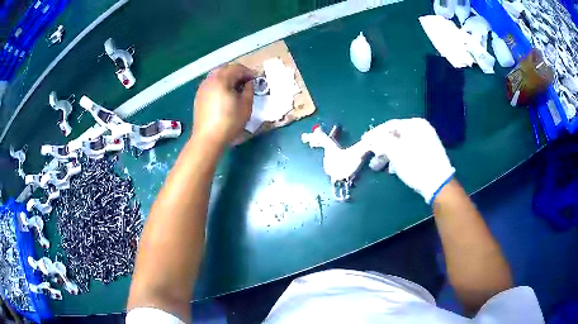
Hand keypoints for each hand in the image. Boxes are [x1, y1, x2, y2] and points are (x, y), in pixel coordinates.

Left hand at [192, 64, 255, 145]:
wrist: (208, 138)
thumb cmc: (229, 122)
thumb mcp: (246, 106)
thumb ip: (249, 90)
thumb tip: (248, 83)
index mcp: (221, 79)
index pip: (237, 68)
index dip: (248, 72)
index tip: (255, 80)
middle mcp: (210, 80)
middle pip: (225, 69)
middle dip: (237, 73)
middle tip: (246, 82)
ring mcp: (202, 88)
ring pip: (216, 75)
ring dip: (227, 78)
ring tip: (235, 88)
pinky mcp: (198, 96)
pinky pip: (211, 84)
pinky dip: (219, 84)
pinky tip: (224, 95)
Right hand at [376, 118, 454, 202]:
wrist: (439, 184)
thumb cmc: (416, 165)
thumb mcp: (395, 151)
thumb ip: (381, 140)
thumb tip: (372, 136)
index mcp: (415, 124)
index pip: (390, 125)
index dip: (375, 134)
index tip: (364, 142)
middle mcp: (421, 129)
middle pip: (396, 136)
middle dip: (381, 148)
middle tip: (371, 158)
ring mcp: (427, 141)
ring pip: (402, 145)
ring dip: (389, 155)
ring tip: (379, 167)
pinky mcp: (428, 154)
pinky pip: (409, 151)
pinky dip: (399, 158)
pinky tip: (393, 169)